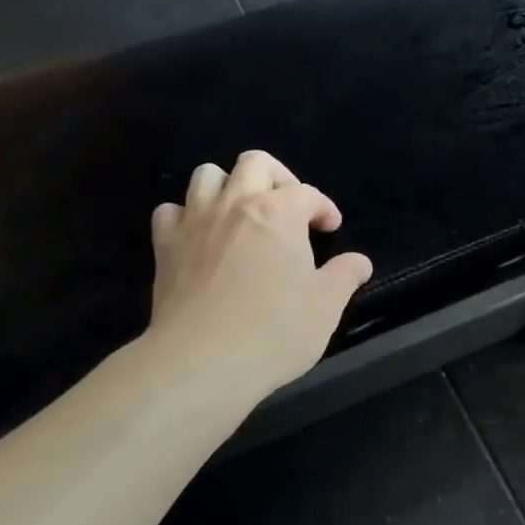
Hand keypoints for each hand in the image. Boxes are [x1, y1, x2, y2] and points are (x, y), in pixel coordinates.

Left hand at [145, 150, 372, 397]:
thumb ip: (345, 275)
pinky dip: (187, 216)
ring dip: (229, 186)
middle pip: (254, 163)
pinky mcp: (165, 246)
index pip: (307, 192)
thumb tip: (359, 262)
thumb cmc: (275, 330)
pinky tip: (201, 237)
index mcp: (279, 212)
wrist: (203, 361)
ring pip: (207, 175)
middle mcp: (235, 204)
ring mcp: (195, 222)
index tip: (330, 228)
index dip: (323, 207)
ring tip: (243, 215)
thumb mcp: (326, 305)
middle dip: (278, 177)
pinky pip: (171, 211)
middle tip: (289, 209)